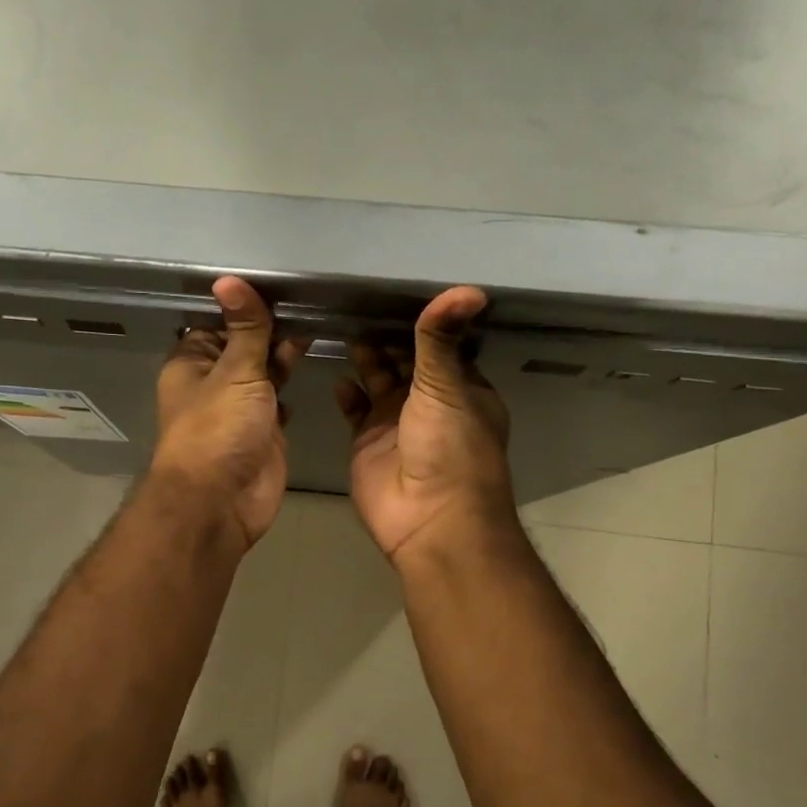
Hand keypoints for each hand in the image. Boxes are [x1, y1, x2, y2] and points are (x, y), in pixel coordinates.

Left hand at [150, 277, 304, 549]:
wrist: (222, 501)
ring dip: (285, 356)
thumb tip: (229, 279)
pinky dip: (292, 388)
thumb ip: (245, 329)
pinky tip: (313, 364)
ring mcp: (240, 409)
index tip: (281, 283)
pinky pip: (279, 402)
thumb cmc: (219, 429)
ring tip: (319, 323)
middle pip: (244, 346)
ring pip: (264, 373)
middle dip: (271, 329)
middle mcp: (214, 382)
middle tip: (312, 300)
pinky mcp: (264, 432)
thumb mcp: (234, 371)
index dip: (245, 306)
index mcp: (193, 362)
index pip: (218, 323)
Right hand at [337, 286, 516, 566]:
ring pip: (378, 382)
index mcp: (461, 389)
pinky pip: (355, 410)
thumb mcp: (447, 386)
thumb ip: (441, 340)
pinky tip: (337, 374)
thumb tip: (468, 288)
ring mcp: (396, 424)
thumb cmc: (450, 448)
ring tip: (343, 325)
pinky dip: (347, 393)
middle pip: (406, 362)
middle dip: (388, 337)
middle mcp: (430, 404)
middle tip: (358, 300)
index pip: (441, 347)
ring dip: (366, 359)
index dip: (423, 322)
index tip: (395, 289)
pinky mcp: (367, 442)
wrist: (429, 518)